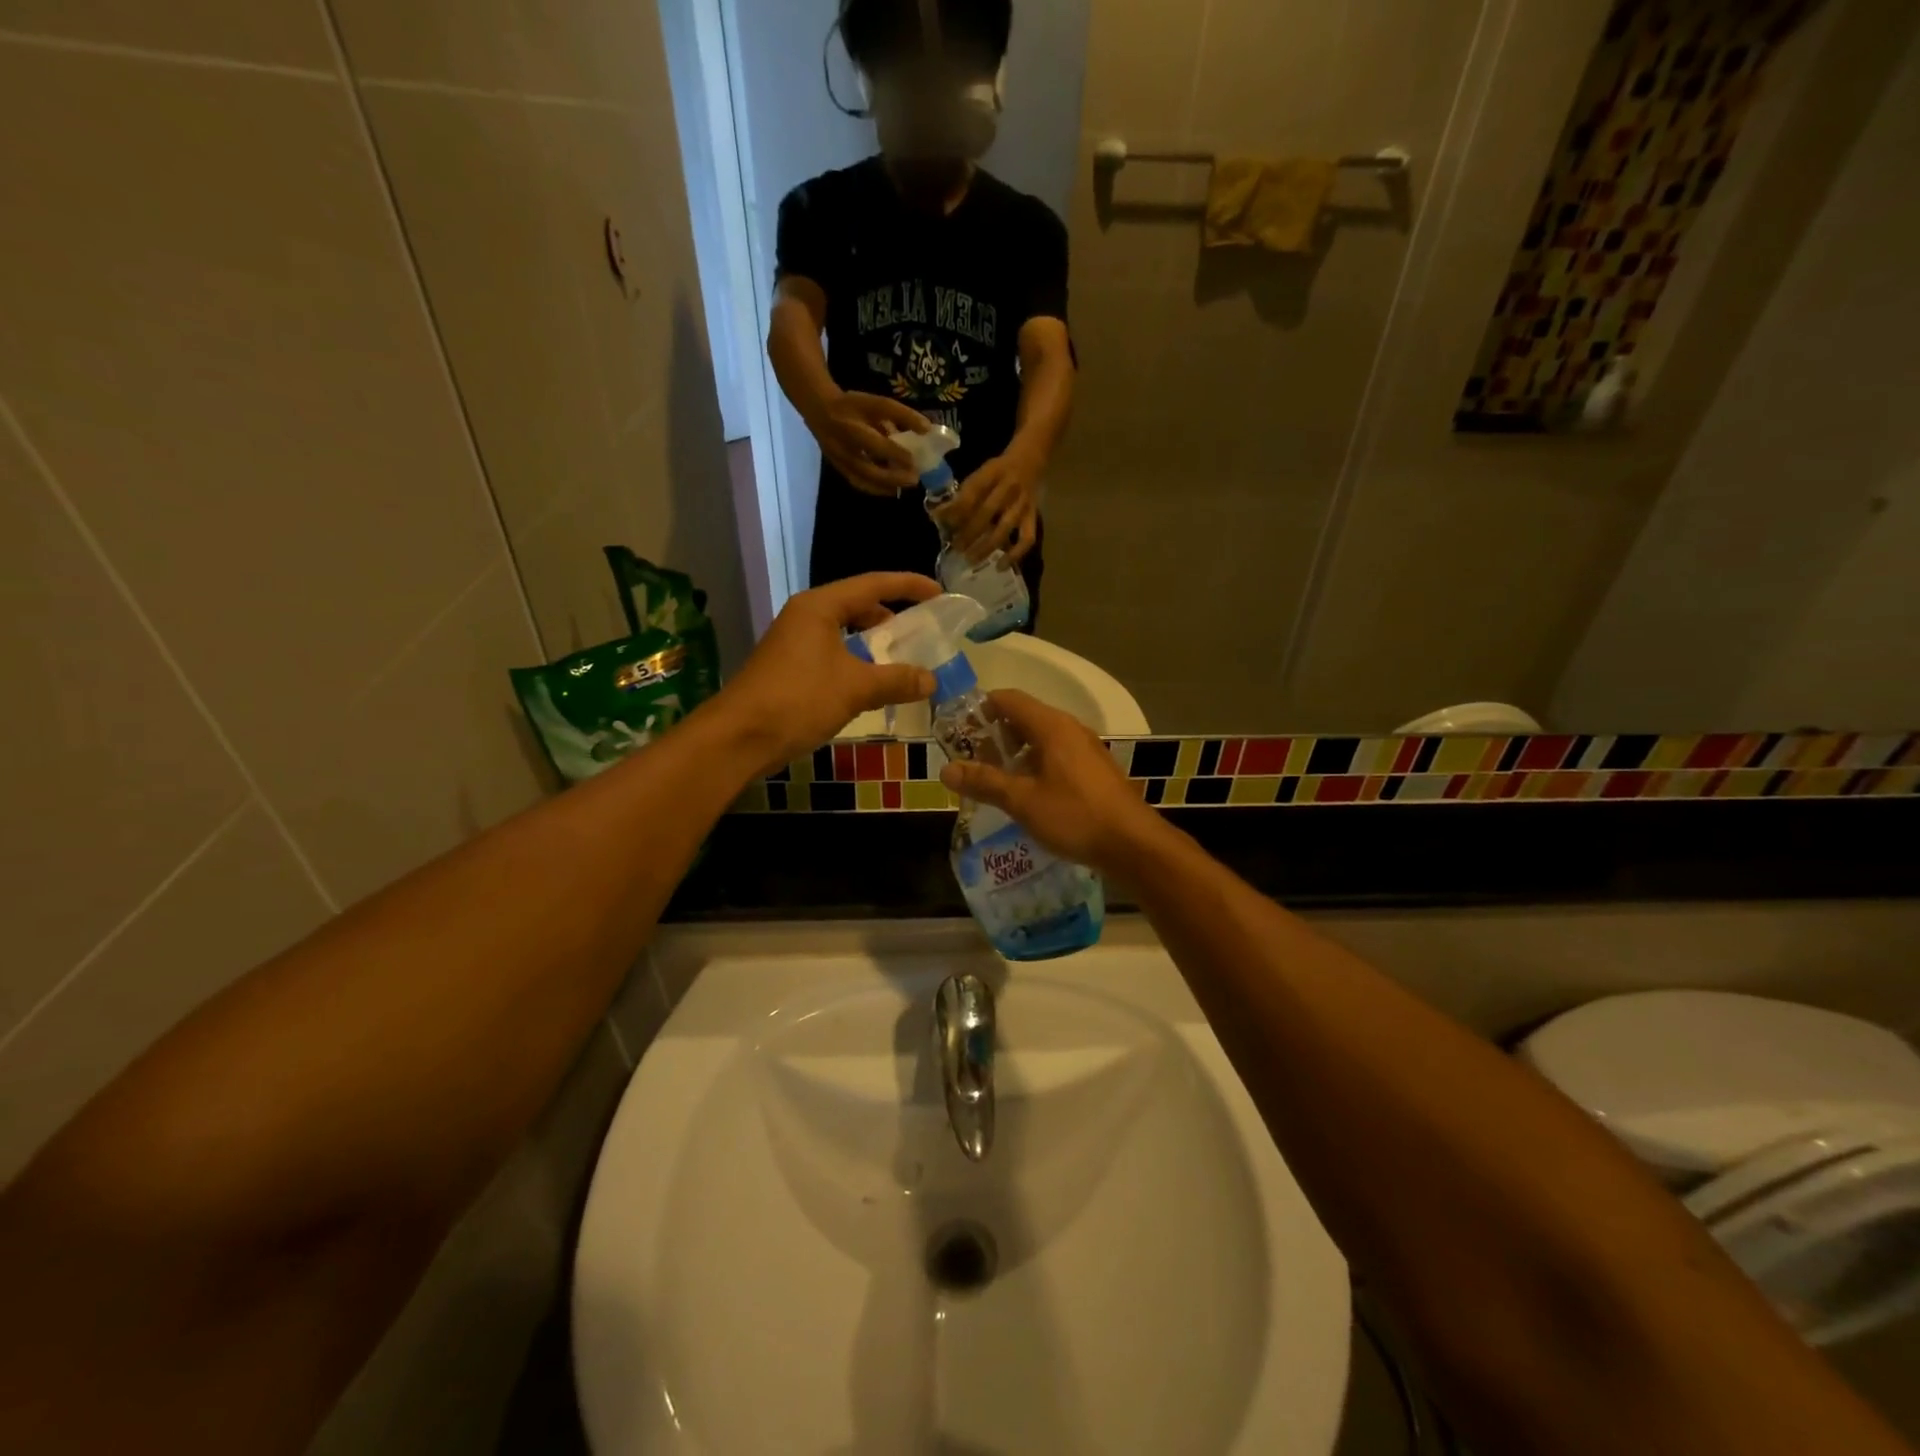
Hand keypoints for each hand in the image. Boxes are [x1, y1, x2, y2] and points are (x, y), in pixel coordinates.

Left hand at [717, 573, 940, 772]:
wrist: (739, 737)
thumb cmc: (798, 700)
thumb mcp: (855, 688)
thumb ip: (897, 680)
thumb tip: (932, 680)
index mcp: (820, 607)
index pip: (873, 584)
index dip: (908, 585)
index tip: (939, 594)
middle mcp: (806, 616)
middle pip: (857, 605)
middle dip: (891, 617)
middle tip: (921, 633)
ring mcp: (794, 643)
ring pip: (844, 633)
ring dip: (873, 644)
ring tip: (901, 662)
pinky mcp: (789, 668)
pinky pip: (833, 655)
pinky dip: (856, 663)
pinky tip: (871, 686)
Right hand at [807, 392, 931, 496]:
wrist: (819, 410)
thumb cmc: (853, 406)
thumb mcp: (877, 403)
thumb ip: (902, 415)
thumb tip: (927, 430)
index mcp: (853, 426)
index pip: (875, 442)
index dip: (895, 453)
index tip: (914, 460)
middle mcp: (844, 446)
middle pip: (868, 468)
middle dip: (892, 477)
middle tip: (914, 479)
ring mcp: (839, 460)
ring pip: (863, 480)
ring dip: (886, 486)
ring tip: (904, 486)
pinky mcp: (838, 468)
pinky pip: (858, 483)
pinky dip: (876, 489)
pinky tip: (891, 489)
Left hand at [938, 451, 1040, 562]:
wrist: (1030, 459)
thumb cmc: (998, 470)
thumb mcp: (980, 472)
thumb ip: (963, 494)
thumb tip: (939, 516)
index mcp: (992, 473)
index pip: (971, 494)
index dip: (956, 510)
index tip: (942, 524)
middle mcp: (1009, 487)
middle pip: (986, 513)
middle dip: (968, 533)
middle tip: (955, 548)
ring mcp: (1022, 504)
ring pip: (1004, 529)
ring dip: (986, 546)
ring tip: (971, 559)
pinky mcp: (1033, 516)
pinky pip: (1027, 539)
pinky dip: (1015, 555)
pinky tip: (1001, 566)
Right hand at [939, 690, 1162, 875]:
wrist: (1133, 844)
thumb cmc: (1075, 816)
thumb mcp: (1023, 801)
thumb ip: (985, 782)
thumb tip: (946, 769)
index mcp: (1052, 726)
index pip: (1009, 699)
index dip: (980, 708)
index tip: (957, 729)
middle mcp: (1070, 729)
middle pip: (1024, 717)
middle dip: (994, 735)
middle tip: (970, 759)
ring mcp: (1086, 749)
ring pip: (1041, 739)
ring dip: (1014, 753)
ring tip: (993, 779)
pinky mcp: (1094, 770)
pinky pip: (1056, 755)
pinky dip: (1035, 765)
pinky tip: (1025, 793)